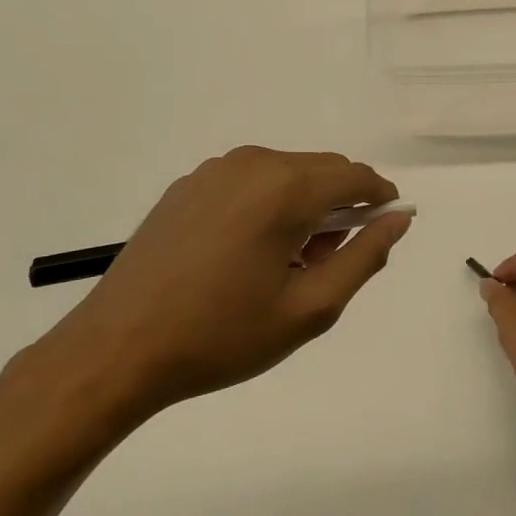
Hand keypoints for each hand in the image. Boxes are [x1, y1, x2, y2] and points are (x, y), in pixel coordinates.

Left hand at [21, 147, 411, 439]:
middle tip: (328, 263)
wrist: (117, 350)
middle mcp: (252, 164)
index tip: (385, 231)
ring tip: (287, 264)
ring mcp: (214, 171)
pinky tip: (248, 254)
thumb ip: (364, 257)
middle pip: (323, 170)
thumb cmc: (222, 334)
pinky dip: (270, 205)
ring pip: (288, 173)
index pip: (357, 177)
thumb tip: (398, 219)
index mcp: (285, 188)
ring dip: (306, 205)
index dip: (381, 200)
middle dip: (342, 206)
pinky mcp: (187, 186)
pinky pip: (251, 182)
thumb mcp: (310, 308)